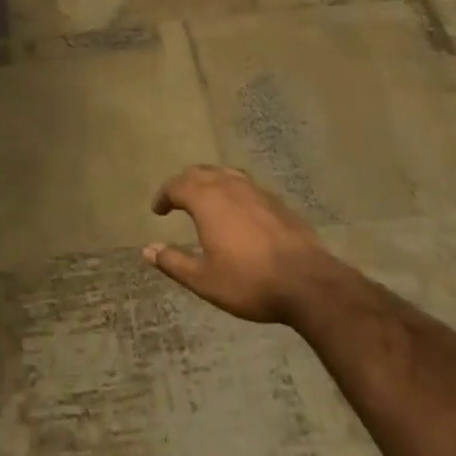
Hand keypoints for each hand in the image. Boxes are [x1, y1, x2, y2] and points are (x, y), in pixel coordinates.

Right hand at [144, 166, 340, 325]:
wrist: (308, 283)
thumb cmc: (250, 281)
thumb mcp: (204, 280)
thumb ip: (174, 262)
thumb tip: (148, 250)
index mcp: (207, 200)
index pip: (177, 186)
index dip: (164, 196)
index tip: (158, 210)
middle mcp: (229, 186)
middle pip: (200, 173)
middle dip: (184, 184)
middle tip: (177, 200)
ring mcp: (256, 191)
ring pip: (225, 174)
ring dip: (209, 182)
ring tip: (205, 199)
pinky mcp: (277, 201)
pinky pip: (246, 185)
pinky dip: (232, 190)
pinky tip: (238, 210)